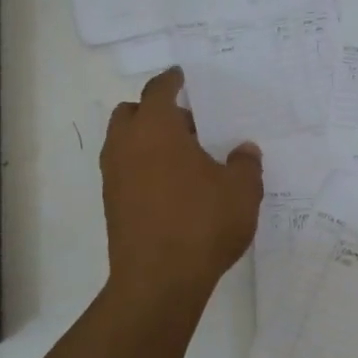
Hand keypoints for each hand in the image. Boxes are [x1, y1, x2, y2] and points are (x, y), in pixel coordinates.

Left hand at [101, 68, 262, 299]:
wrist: (159, 282)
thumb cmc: (202, 223)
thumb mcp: (241, 191)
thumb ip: (245, 164)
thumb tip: (244, 151)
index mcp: (156, 128)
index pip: (158, 90)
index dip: (171, 80)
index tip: (182, 76)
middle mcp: (126, 145)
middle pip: (132, 113)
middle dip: (155, 111)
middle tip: (189, 124)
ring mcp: (113, 177)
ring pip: (125, 143)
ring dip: (148, 141)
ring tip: (185, 159)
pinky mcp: (112, 206)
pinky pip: (125, 171)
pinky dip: (143, 168)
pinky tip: (174, 188)